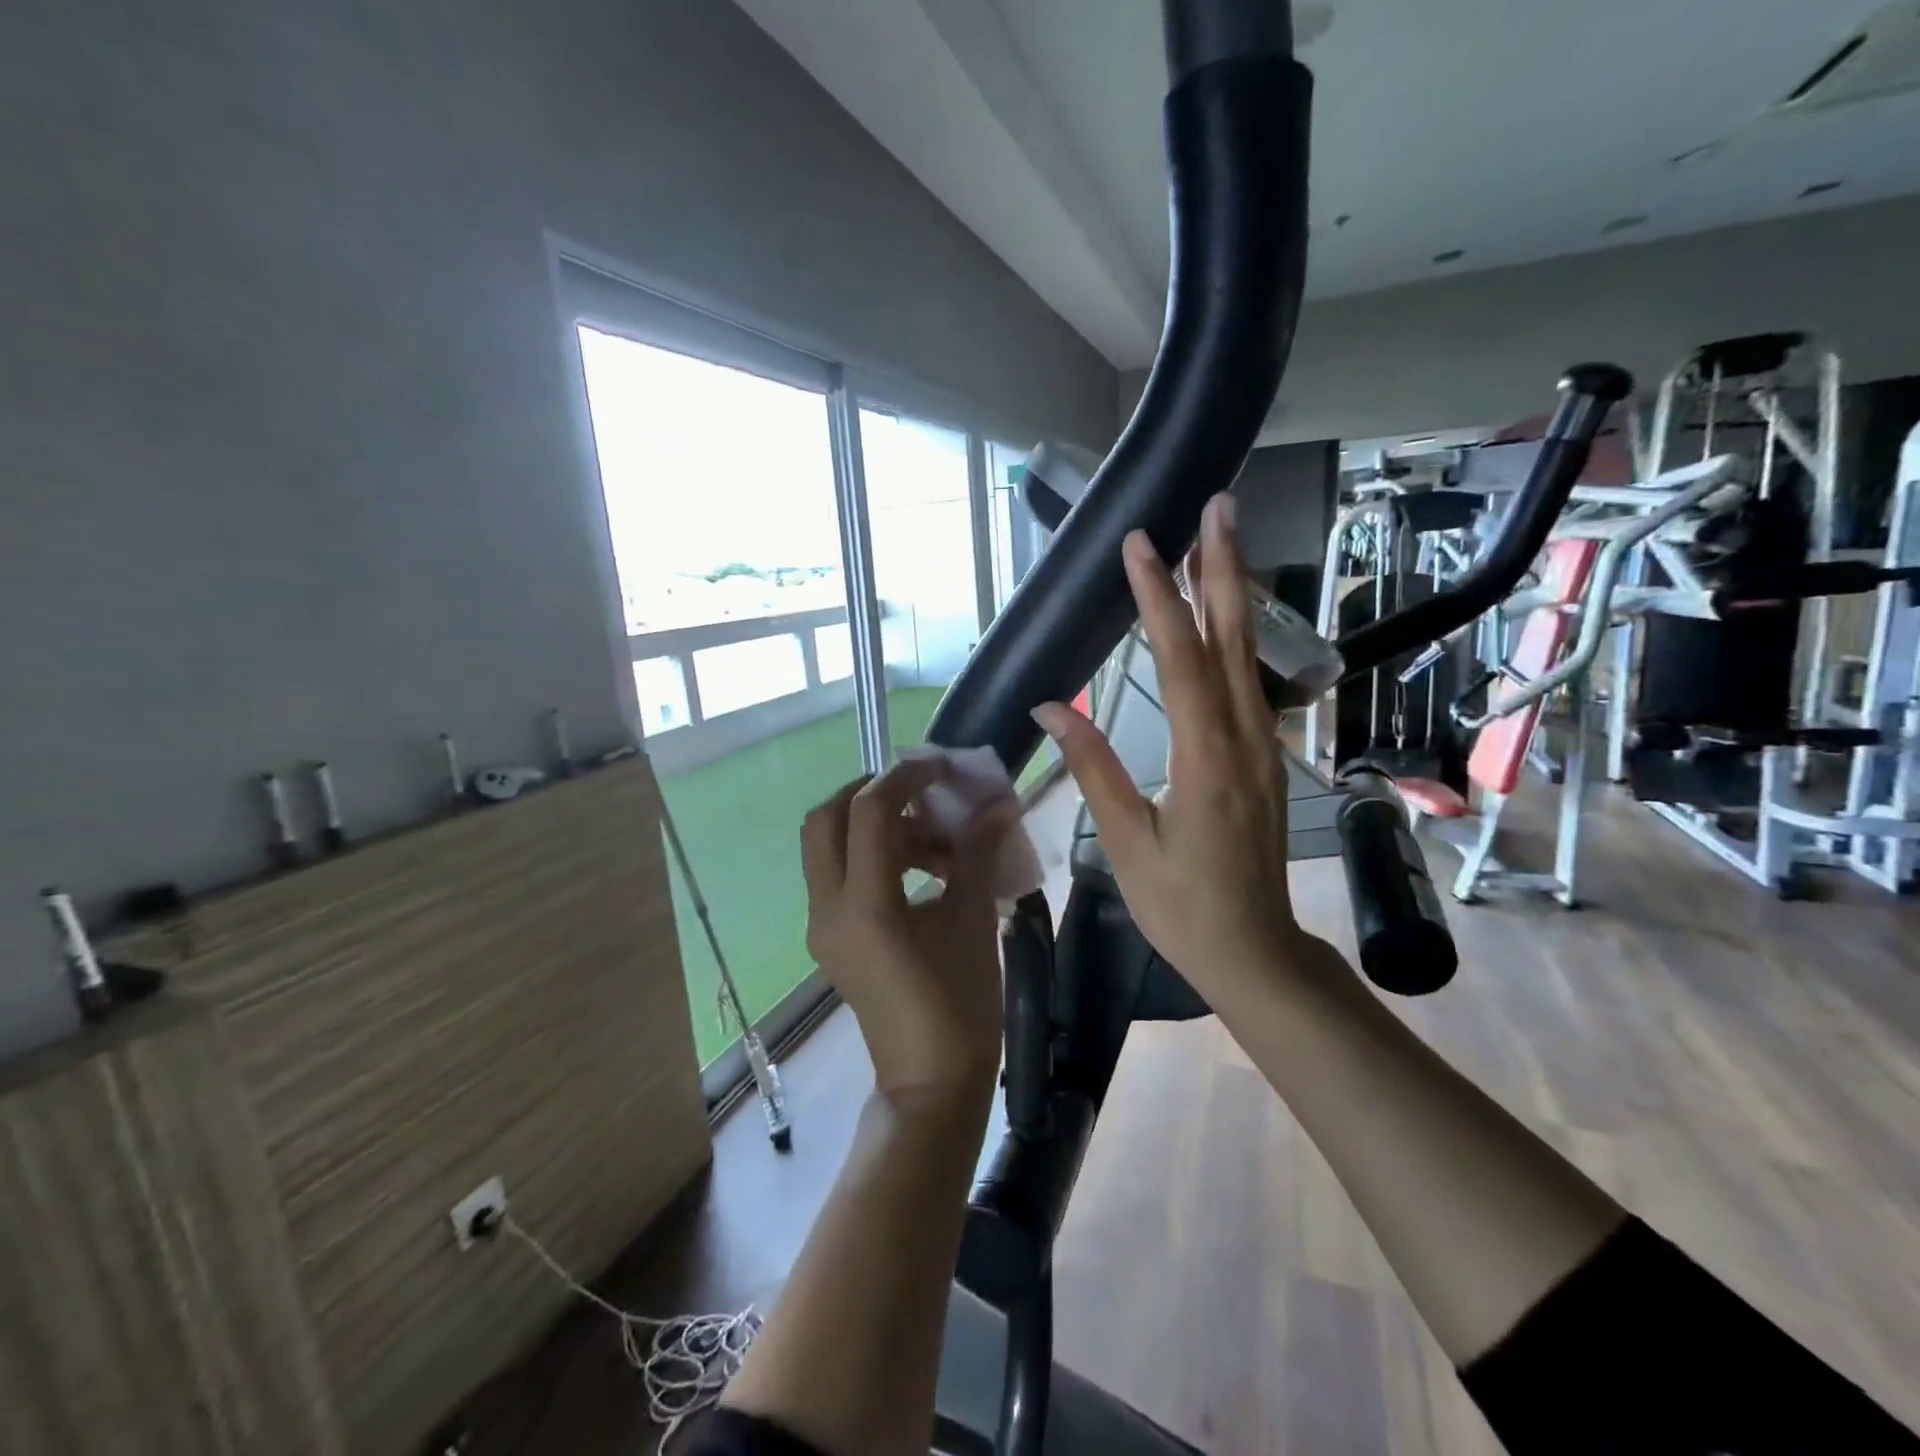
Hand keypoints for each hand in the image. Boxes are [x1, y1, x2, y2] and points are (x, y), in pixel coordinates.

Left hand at [800, 759, 1014, 1110]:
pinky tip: (922, 870)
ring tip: (935, 839)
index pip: (868, 812)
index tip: (941, 767)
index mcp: (865, 905)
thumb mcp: (974, 922)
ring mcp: (823, 927)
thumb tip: (998, 806)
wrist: (930, 1084)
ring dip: (874, 827)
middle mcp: (829, 909)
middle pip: (825, 820)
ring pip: (829, 848)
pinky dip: (872, 857)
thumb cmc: (960, 1007)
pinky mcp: (830, 940)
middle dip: (868, 793)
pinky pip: (839, 877)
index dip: (904, 778)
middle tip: (917, 791)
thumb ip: (978, 855)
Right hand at [1032, 492, 1303, 1001]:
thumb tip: (1050, 706)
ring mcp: (1262, 746)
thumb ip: (1093, 766)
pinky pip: (1249, 683)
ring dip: (1233, 595)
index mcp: (1205, 757)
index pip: (1180, 658)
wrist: (1254, 951)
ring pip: (1248, 656)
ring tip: (1220, 542)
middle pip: (1232, 639)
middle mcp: (1244, 738)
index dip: (1158, 597)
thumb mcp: (1126, 841)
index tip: (1141, 544)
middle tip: (1217, 507)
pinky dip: (1236, 638)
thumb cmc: (1182, 905)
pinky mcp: (1263, 758)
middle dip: (1222, 568)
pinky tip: (1226, 619)